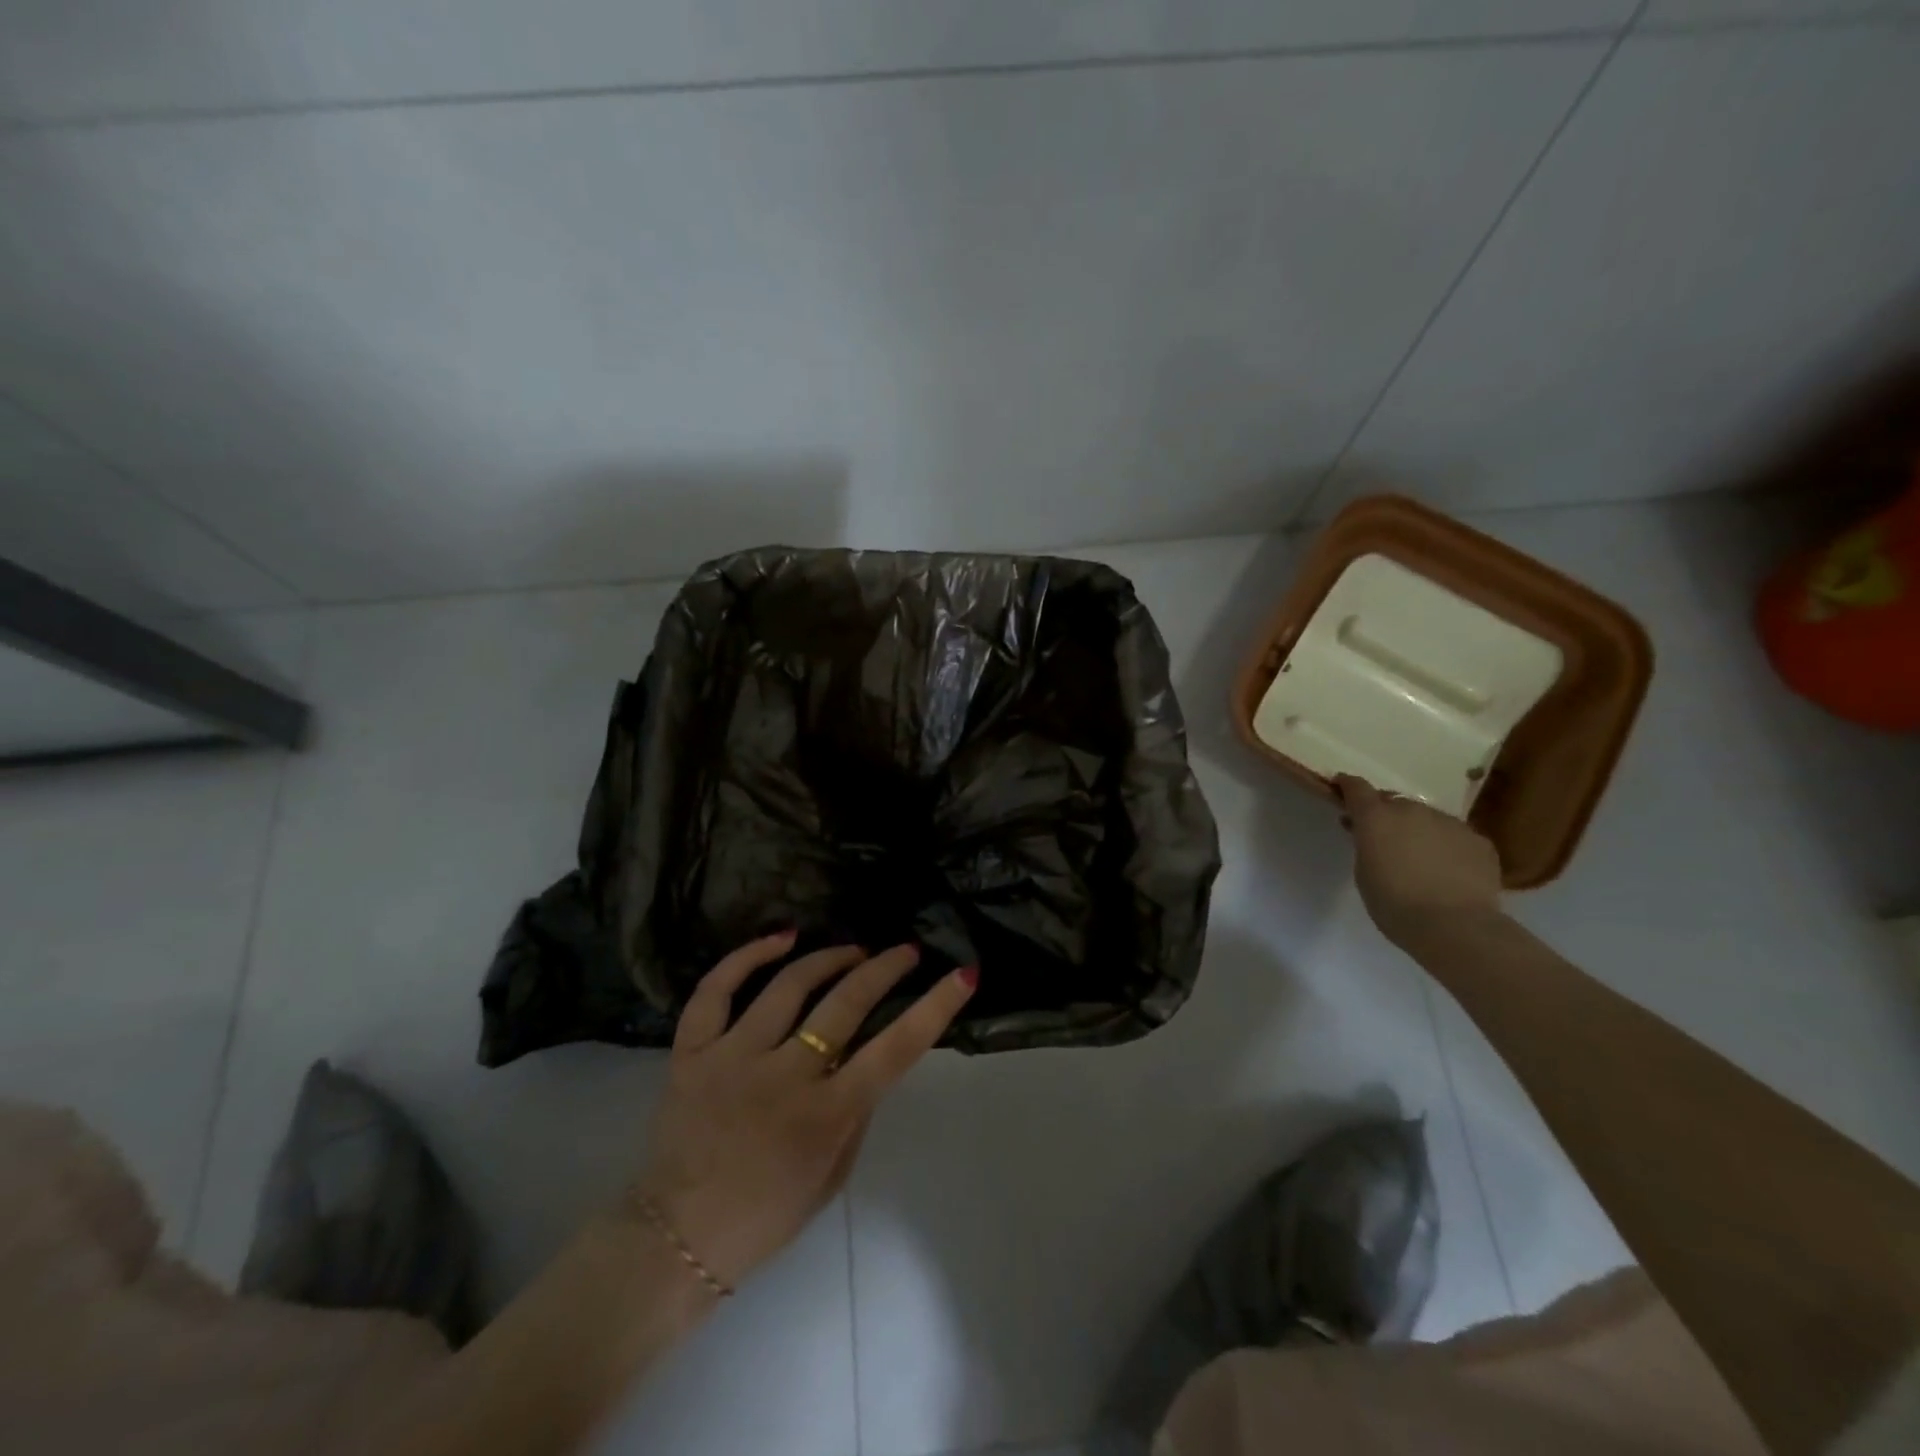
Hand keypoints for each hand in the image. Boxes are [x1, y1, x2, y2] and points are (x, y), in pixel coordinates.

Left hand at [633, 933, 976, 1290]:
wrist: (676, 1240)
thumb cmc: (767, 1215)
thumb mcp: (834, 1176)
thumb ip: (858, 1112)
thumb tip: (873, 1053)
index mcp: (825, 1117)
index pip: (894, 1049)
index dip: (934, 1007)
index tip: (961, 974)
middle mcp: (782, 1078)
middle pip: (845, 1003)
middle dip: (885, 967)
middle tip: (904, 951)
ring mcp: (732, 1059)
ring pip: (788, 985)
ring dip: (830, 957)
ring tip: (853, 950)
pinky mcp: (691, 1052)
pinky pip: (716, 990)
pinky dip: (748, 956)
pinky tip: (783, 938)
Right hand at [1334, 775, 1503, 949]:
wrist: (1455, 927)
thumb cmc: (1394, 904)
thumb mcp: (1364, 872)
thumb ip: (1366, 845)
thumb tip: (1374, 835)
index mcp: (1377, 817)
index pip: (1357, 788)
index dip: (1347, 786)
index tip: (1341, 787)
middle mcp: (1413, 810)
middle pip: (1395, 802)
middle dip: (1386, 814)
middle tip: (1383, 837)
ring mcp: (1449, 822)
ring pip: (1427, 818)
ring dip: (1418, 830)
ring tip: (1420, 858)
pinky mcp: (1479, 841)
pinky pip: (1455, 837)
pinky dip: (1447, 846)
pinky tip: (1449, 871)